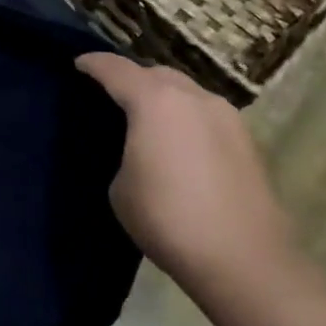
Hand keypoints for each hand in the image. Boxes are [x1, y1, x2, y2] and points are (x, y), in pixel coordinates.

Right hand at [77, 54, 297, 299]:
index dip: (93, 64)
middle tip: (113, 95)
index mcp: (155, 101)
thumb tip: (140, 150)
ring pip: (186, 91)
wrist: (245, 262)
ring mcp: (227, 117)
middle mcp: (193, 97)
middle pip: (155, 73)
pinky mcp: (248, 141)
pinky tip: (180, 144)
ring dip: (164, 97)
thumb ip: (125, 152)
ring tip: (148, 120)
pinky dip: (187, 118)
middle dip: (132, 78)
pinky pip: (206, 115)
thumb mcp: (120, 187)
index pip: (115, 69)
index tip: (78, 64)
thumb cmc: (168, 219)